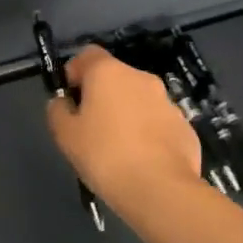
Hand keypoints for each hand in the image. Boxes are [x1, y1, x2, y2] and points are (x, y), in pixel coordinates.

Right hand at [45, 46, 201, 210]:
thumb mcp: (65, 135)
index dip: (75, 72)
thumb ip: (58, 111)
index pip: (87, 54)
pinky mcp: (184, 126)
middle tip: (90, 128)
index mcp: (108, 72)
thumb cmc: (104, 155)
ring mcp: (167, 101)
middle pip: (115, 77)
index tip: (70, 99)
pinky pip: (158, 122)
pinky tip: (141, 160)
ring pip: (138, 100)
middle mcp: (140, 78)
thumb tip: (64, 102)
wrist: (160, 189)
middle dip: (102, 95)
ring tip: (118, 148)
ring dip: (127, 114)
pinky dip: (148, 133)